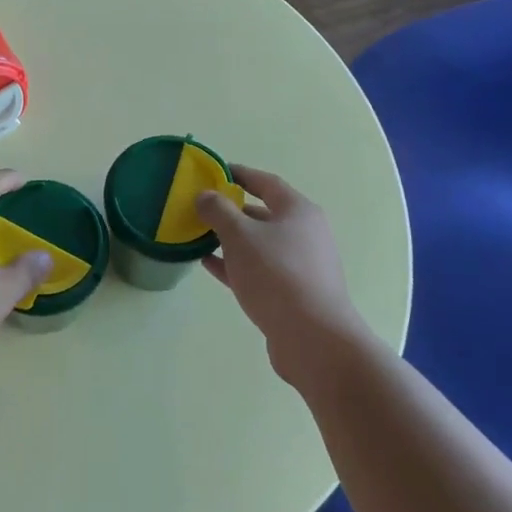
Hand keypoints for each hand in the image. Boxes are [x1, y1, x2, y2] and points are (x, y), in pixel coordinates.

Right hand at [197, 167, 371, 388]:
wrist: (313, 339)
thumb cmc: (276, 275)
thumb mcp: (240, 236)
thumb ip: (218, 211)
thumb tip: (206, 196)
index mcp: (298, 211)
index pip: (265, 182)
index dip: (238, 175)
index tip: (213, 172)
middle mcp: (304, 234)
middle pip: (263, 214)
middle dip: (231, 210)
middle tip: (200, 207)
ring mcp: (300, 266)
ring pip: (259, 244)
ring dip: (230, 239)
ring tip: (198, 236)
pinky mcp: (292, 293)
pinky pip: (258, 270)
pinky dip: (235, 264)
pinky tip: (209, 264)